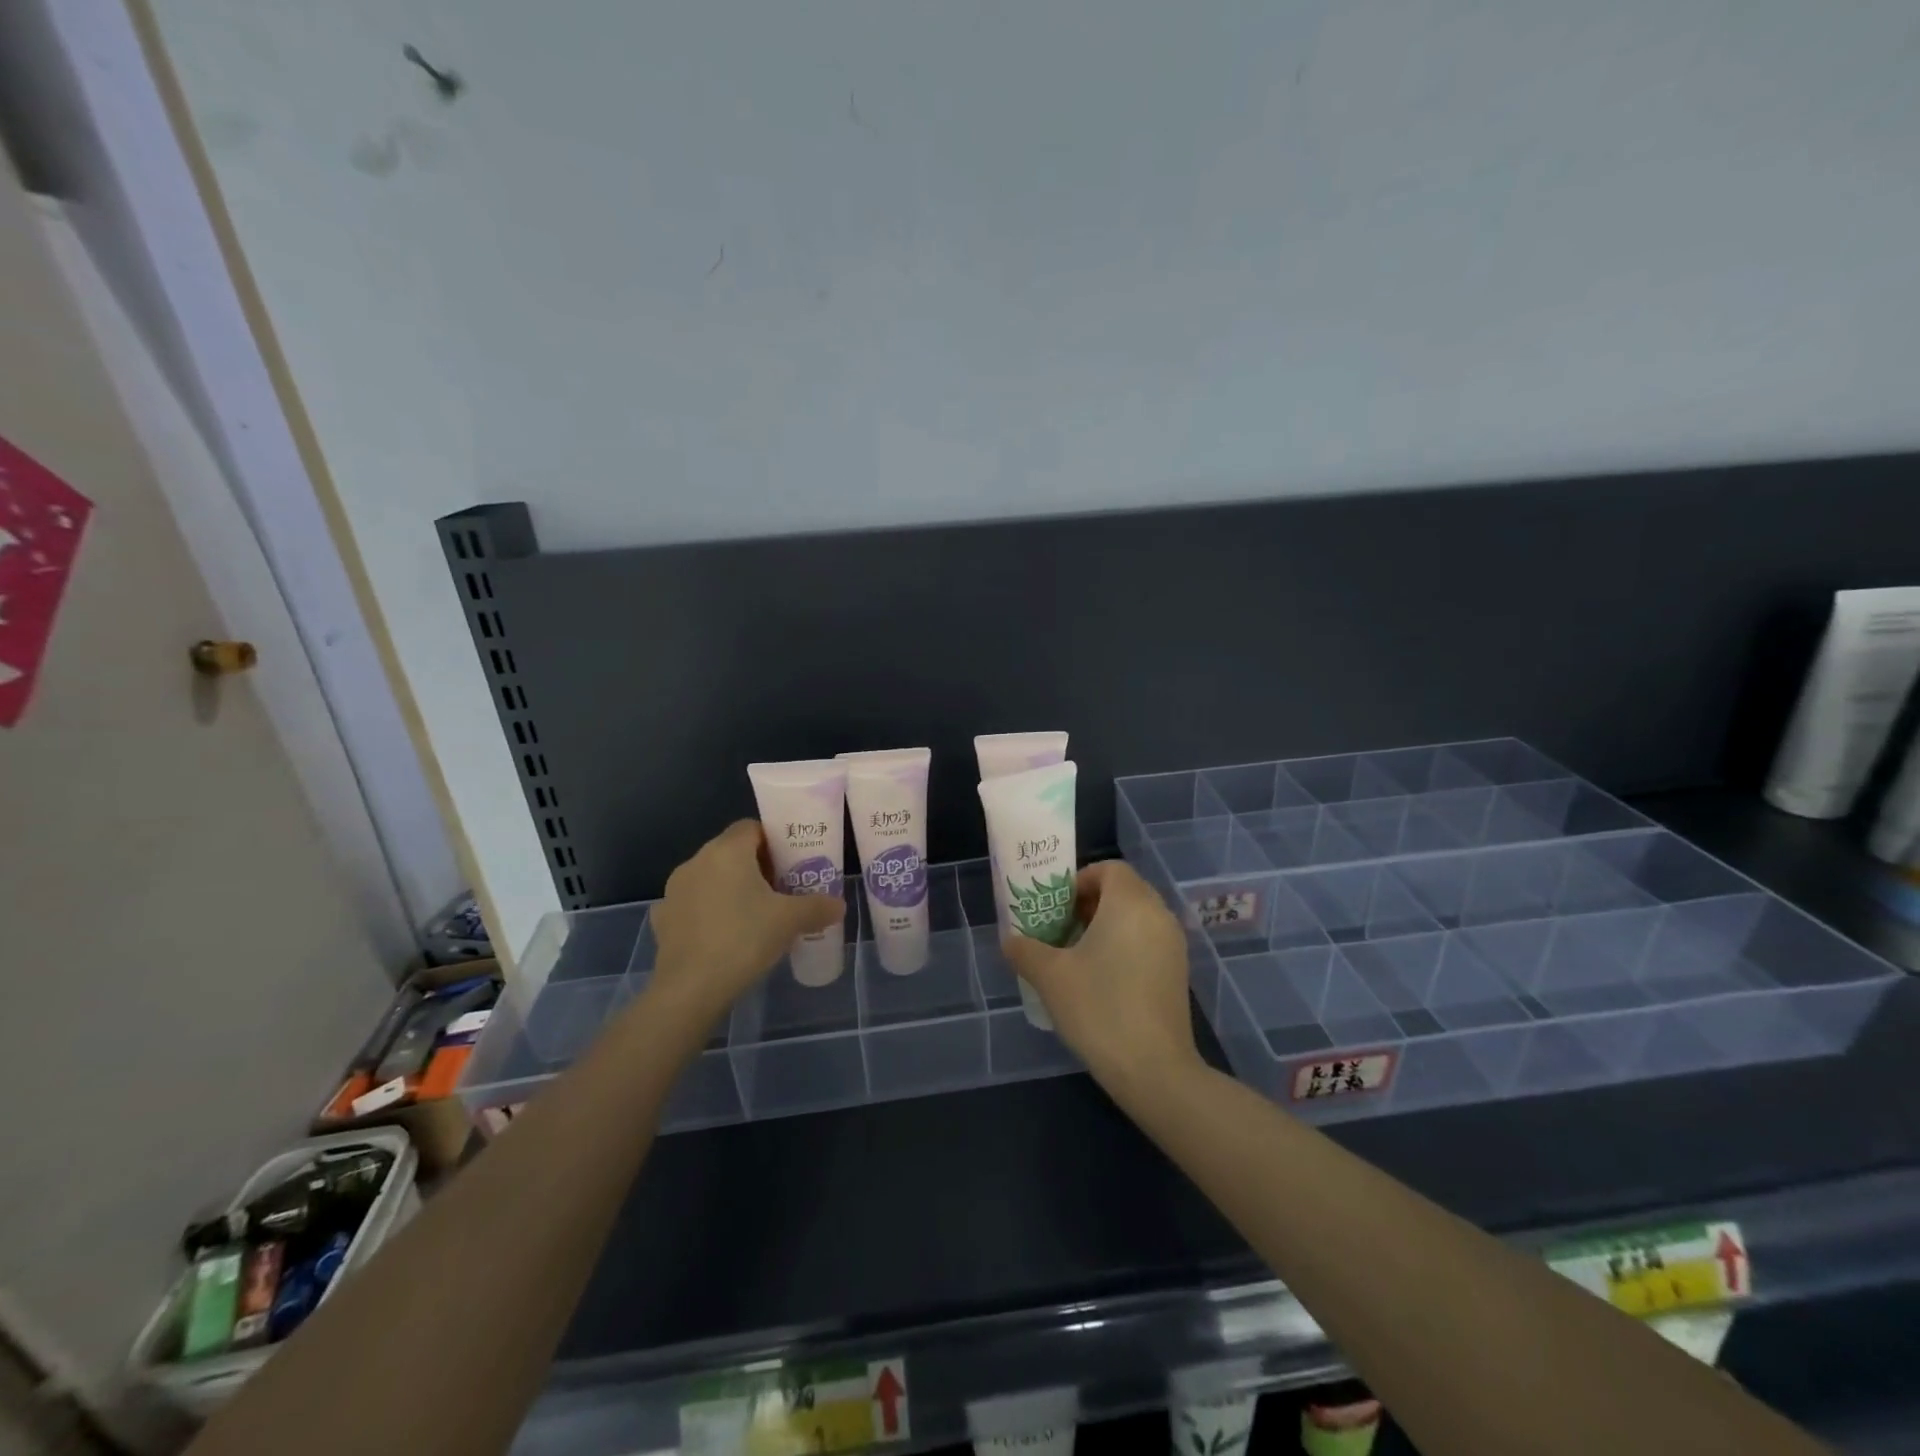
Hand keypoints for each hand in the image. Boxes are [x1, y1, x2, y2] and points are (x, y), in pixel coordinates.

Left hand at [645, 820, 843, 1028]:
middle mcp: (697, 861)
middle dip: (756, 866)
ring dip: (731, 888)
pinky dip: (709, 912)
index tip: (791, 863)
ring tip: (754, 915)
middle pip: (732, 851)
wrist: (690, 989)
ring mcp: (675, 890)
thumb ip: (818, 907)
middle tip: (781, 890)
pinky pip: (693, 904)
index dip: (774, 841)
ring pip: (711, 877)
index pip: (752, 827)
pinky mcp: (663, 918)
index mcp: (727, 851)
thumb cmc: (744, 940)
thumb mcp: (790, 921)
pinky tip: (724, 935)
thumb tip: (839, 905)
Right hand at [1002, 860, 1202, 1093]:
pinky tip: (1103, 980)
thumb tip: (1010, 940)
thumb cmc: (1099, 1008)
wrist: (1154, 1069)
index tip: (1058, 907)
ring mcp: (1174, 945)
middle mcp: (1158, 915)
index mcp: (1131, 903)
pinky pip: (1148, 941)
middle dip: (1090, 903)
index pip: (1109, 868)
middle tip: (1061, 930)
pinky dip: (1125, 946)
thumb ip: (1025, 950)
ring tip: (1077, 957)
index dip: (1080, 880)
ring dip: (1106, 926)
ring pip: (1137, 917)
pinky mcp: (1178, 973)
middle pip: (1123, 891)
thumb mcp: (1050, 976)